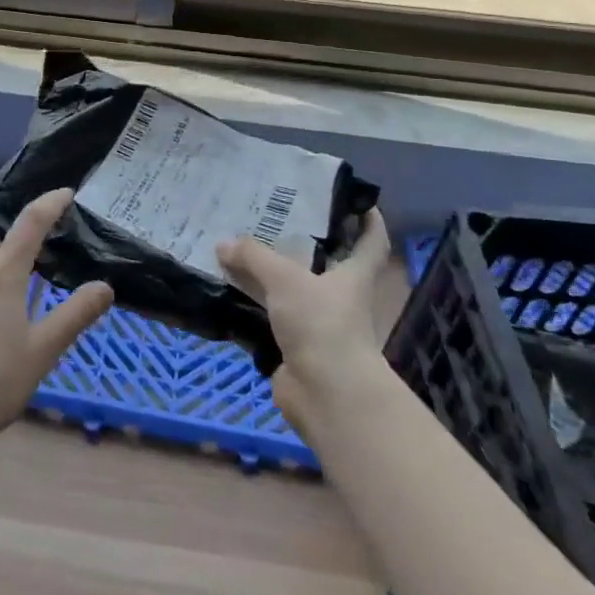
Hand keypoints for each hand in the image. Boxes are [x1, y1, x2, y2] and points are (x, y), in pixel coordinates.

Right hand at [217, 210, 405, 439]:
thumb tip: (223, 243)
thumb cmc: (322, 324)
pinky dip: (251, 306)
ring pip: (291, 291)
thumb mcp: (285, 279)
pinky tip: (226, 290)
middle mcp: (339, 298)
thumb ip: (254, 257)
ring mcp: (317, 325)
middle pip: (324, 263)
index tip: (357, 200)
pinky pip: (269, 318)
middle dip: (302, 242)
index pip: (371, 242)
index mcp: (353, 276)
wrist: (327, 395)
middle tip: (271, 215)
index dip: (369, 220)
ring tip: (238, 248)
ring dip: (268, 275)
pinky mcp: (294, 348)